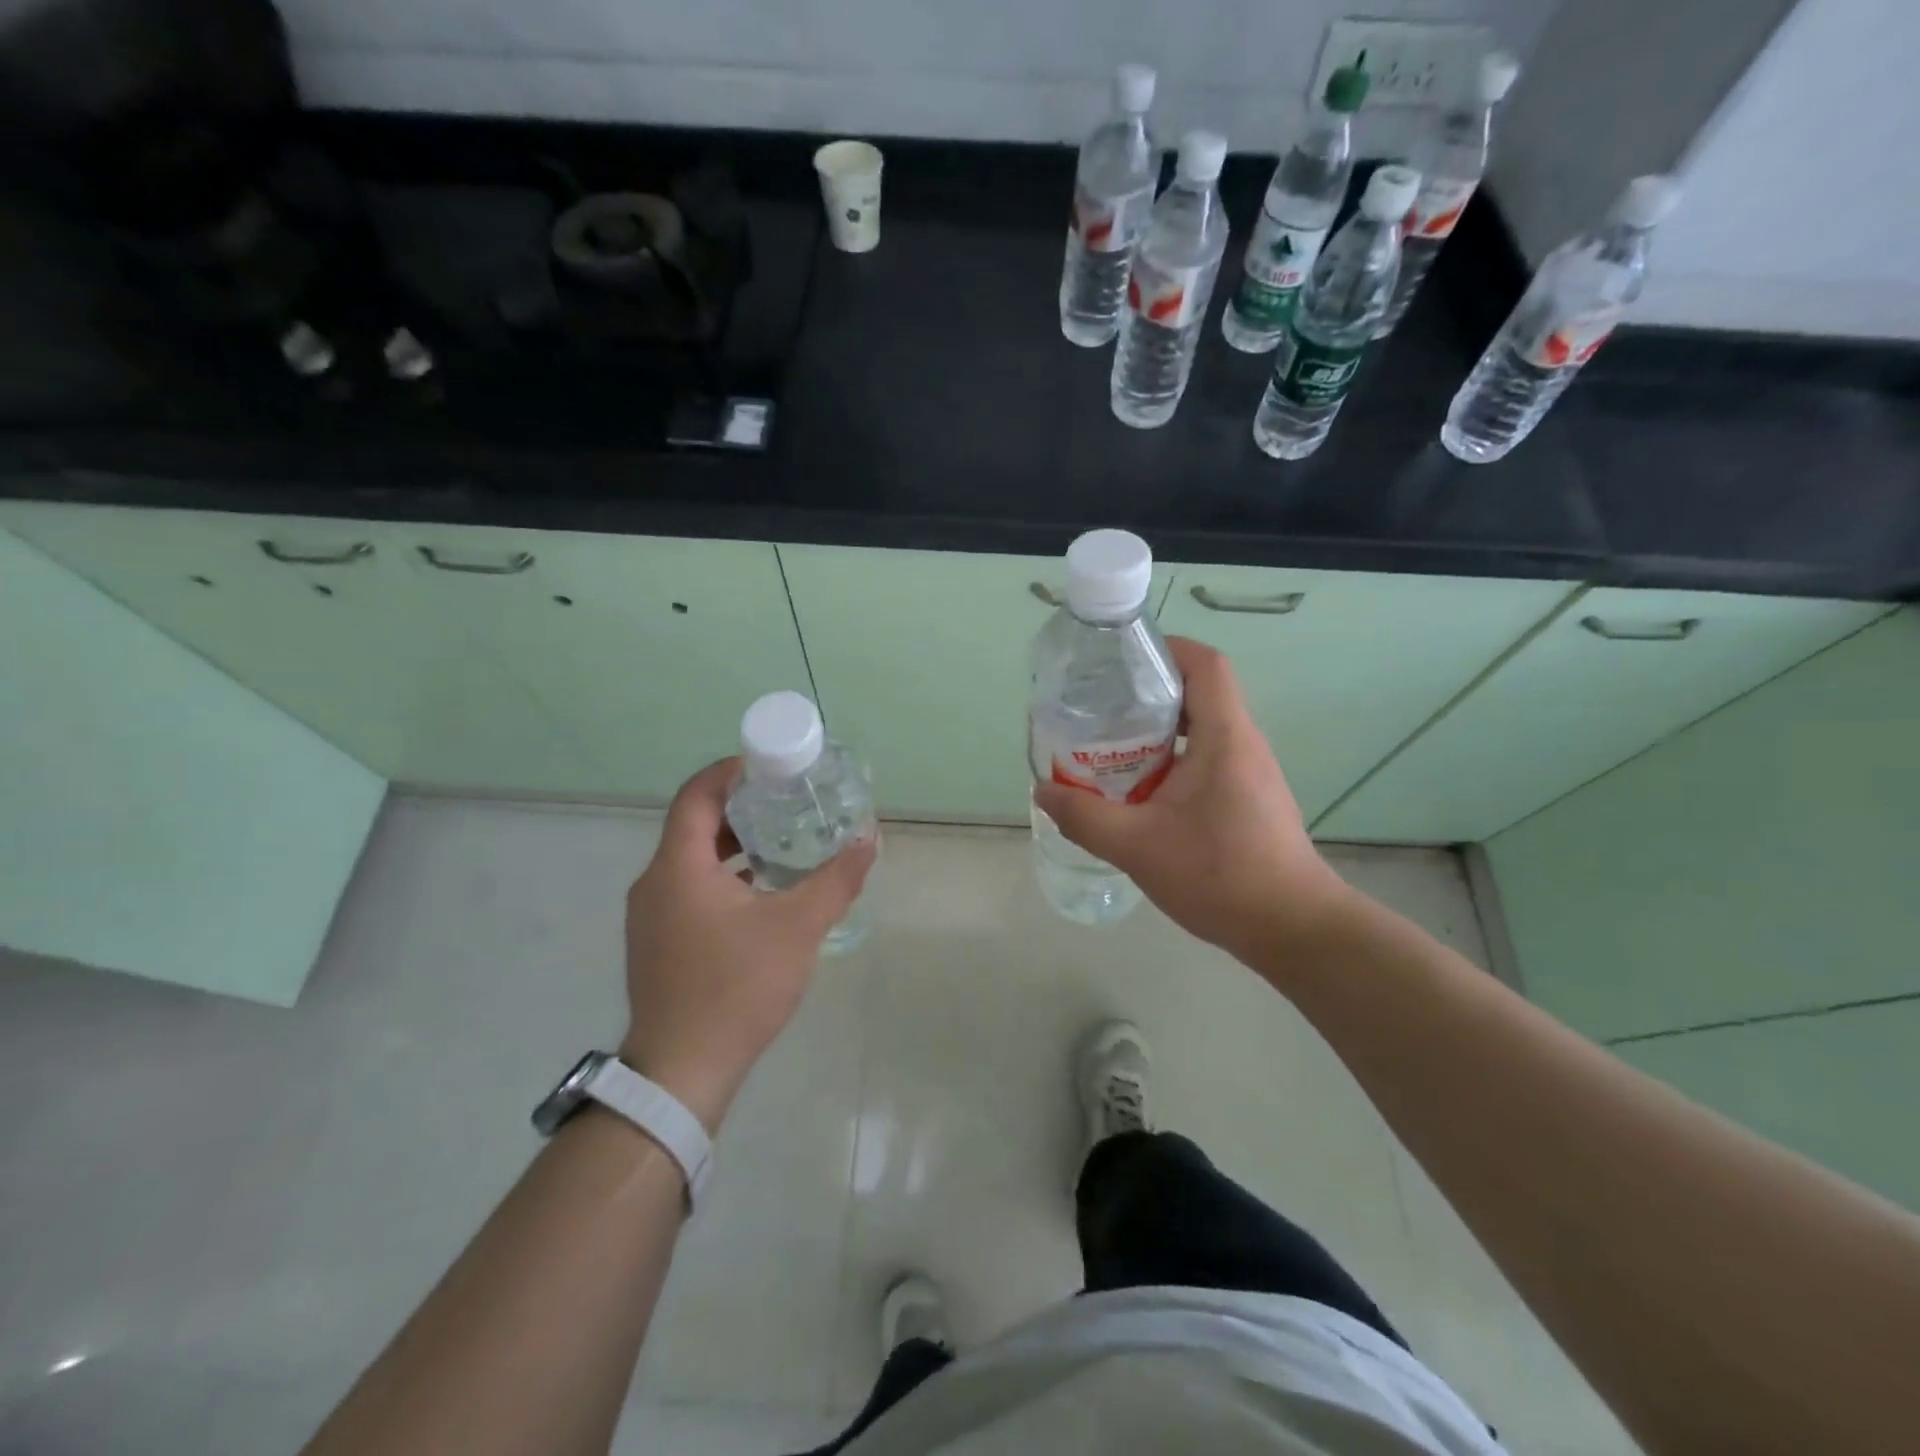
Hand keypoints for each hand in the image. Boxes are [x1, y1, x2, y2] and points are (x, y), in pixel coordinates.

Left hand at [619, 758, 876, 1130]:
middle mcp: (655, 882)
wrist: (682, 1071)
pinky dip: (722, 876)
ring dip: (733, 844)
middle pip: (694, 824)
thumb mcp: (798, 927)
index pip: (696, 794)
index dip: (730, 771)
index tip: (770, 765)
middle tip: (786, 799)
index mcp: (678, 866)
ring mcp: (650, 915)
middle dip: (740, 806)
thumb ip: (836, 879)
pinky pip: (688, 888)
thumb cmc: (736, 987)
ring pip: (692, 859)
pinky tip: (762, 892)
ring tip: (781, 841)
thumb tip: (869, 839)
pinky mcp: (657, 942)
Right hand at [1033, 637, 1349, 971]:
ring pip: (1202, 729)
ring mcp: (1250, 773)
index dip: (1167, 649)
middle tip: (1101, 707)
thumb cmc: (1219, 875)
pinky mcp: (1249, 799)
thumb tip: (1043, 791)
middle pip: (1199, 693)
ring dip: (1158, 731)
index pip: (1206, 664)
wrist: (1292, 929)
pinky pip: (1207, 760)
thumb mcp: (1137, 846)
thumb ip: (1084, 817)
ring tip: (1111, 747)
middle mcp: (1243, 744)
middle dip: (1148, 692)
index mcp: (1224, 737)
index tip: (1122, 660)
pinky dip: (1172, 761)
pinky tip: (1141, 793)